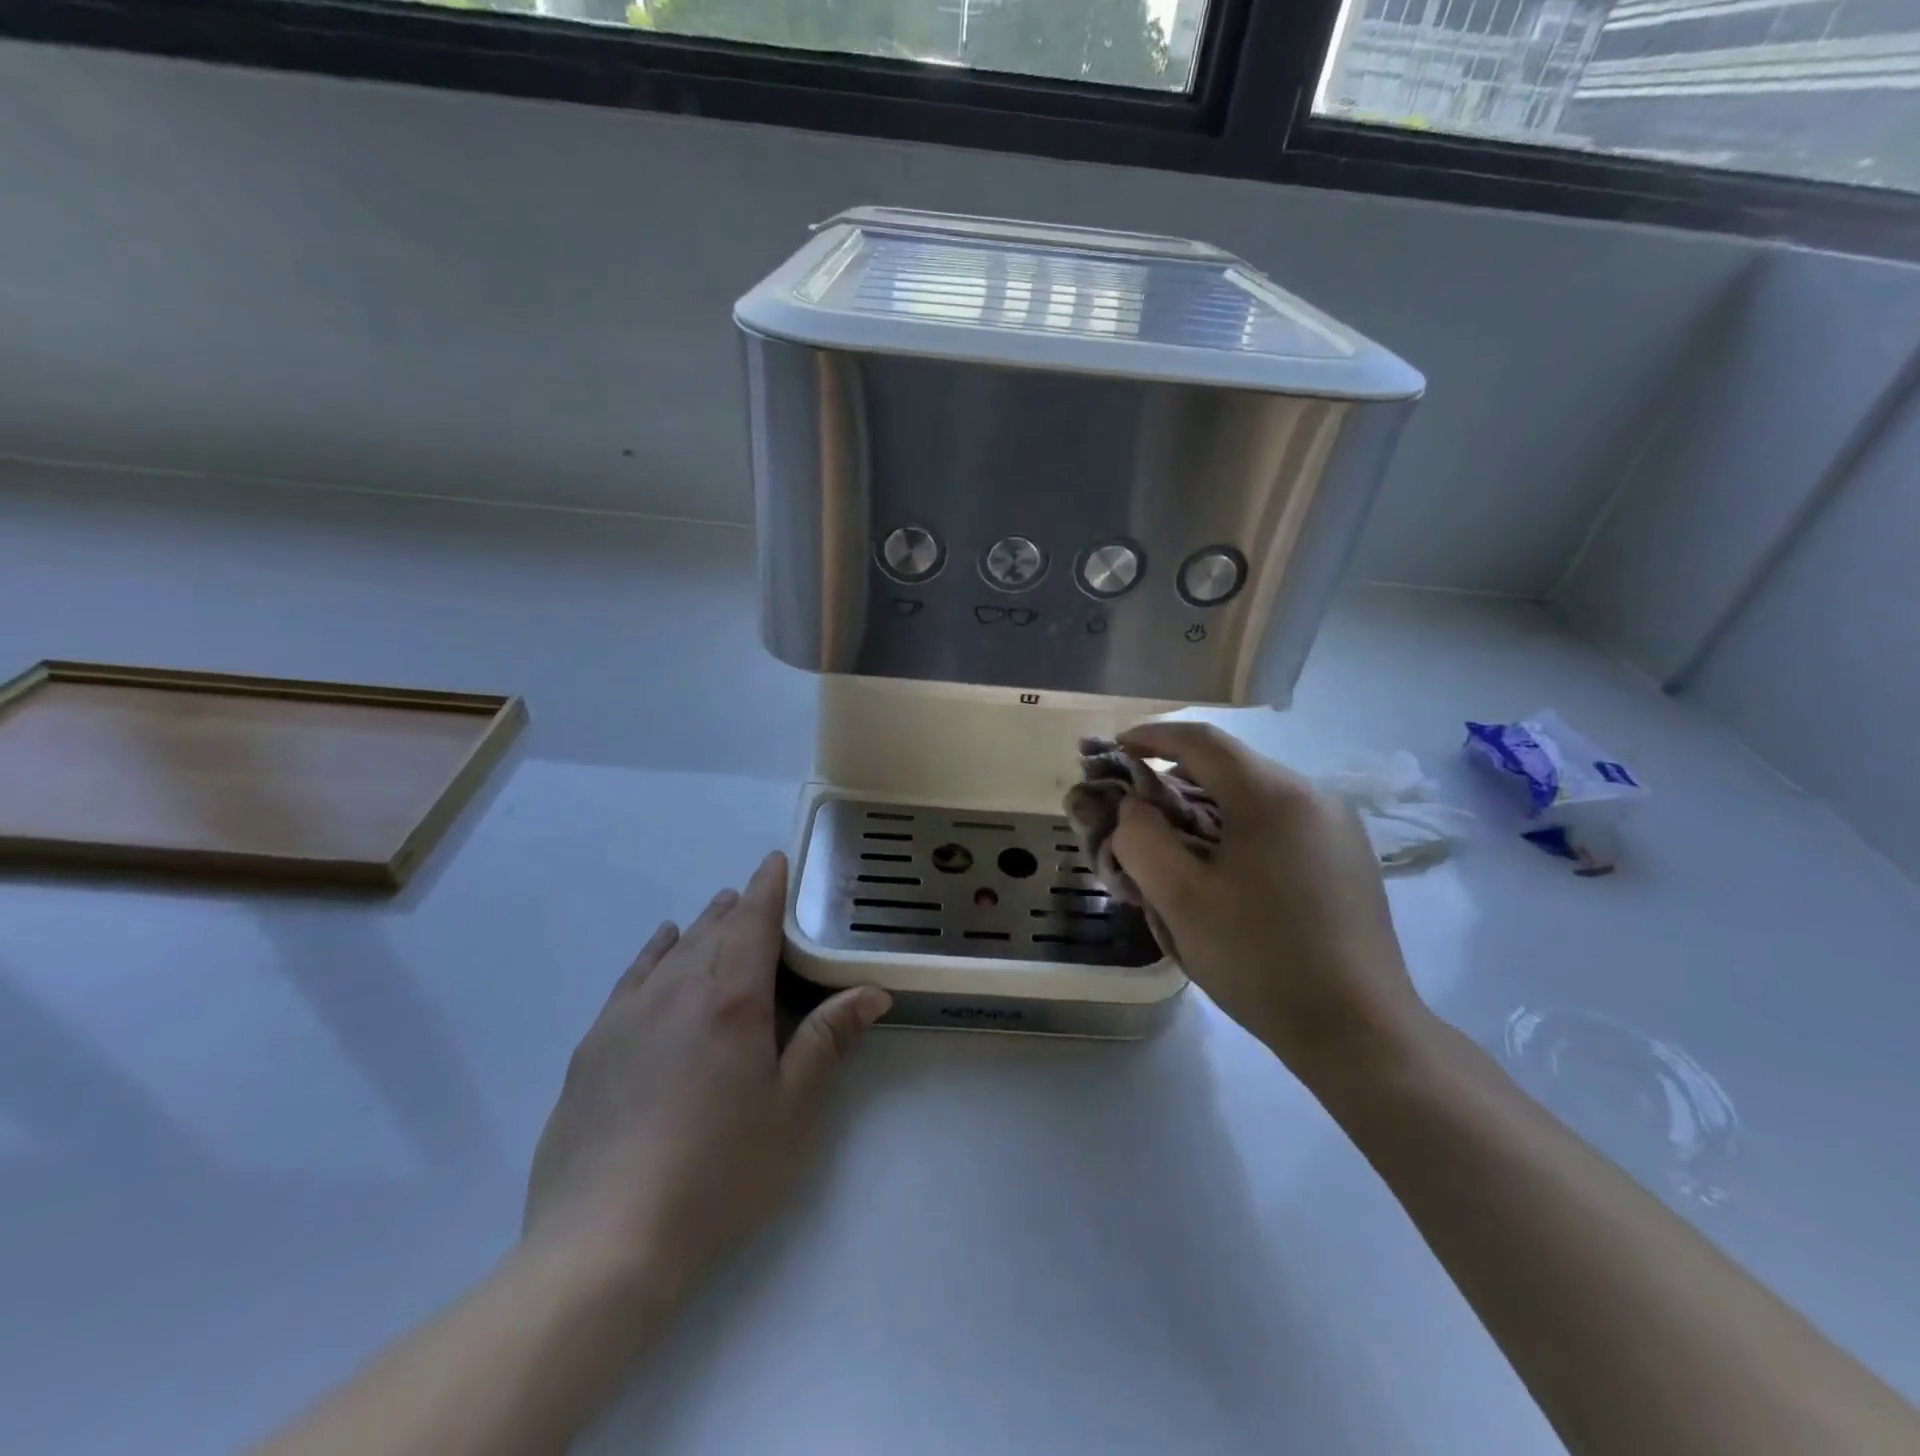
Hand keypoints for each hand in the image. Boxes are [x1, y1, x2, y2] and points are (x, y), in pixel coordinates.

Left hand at [523, 852, 890, 1297]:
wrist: (605, 1241)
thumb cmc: (719, 1172)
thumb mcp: (791, 1109)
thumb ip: (828, 1040)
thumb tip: (873, 991)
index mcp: (732, 998)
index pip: (753, 922)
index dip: (768, 887)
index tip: (776, 860)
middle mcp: (678, 990)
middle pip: (713, 930)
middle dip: (738, 907)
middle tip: (757, 895)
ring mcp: (629, 1015)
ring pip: (673, 949)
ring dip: (701, 925)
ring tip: (719, 911)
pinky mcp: (595, 1045)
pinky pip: (632, 977)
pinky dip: (653, 952)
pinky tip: (661, 945)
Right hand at [1110, 722, 1429, 1079]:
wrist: (1359, 1032)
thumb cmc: (1259, 959)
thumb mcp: (1179, 899)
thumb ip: (1140, 838)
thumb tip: (1135, 808)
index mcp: (1273, 795)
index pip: (1201, 741)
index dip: (1151, 737)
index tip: (1114, 750)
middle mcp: (1313, 796)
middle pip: (1229, 768)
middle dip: (1174, 779)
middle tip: (1136, 811)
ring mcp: (1338, 828)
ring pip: (1254, 797)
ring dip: (1206, 808)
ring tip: (1173, 846)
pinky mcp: (1347, 858)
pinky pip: (1279, 823)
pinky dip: (1238, 829)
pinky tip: (1223, 871)